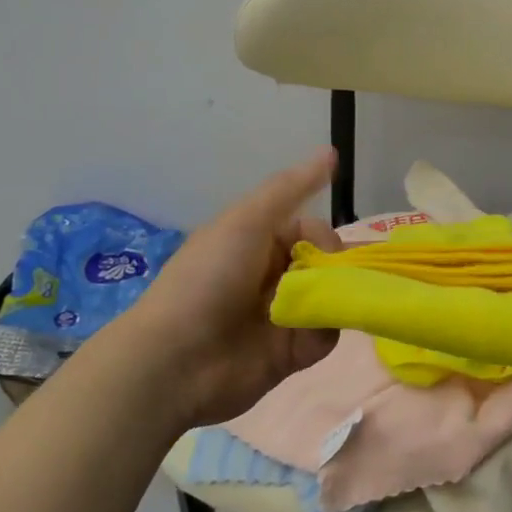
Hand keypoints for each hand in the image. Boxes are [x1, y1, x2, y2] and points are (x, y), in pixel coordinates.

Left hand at [111, 149, 342, 430]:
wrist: (174, 360)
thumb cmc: (208, 279)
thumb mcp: (247, 221)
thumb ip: (291, 188)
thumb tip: (332, 151)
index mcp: (259, 241)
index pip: (312, 230)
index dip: (324, 237)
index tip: (323, 250)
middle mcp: (274, 274)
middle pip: (327, 263)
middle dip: (337, 269)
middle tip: (326, 283)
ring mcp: (284, 314)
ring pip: (332, 297)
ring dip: (333, 300)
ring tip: (317, 311)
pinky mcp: (291, 353)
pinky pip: (326, 336)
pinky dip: (323, 332)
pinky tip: (304, 336)